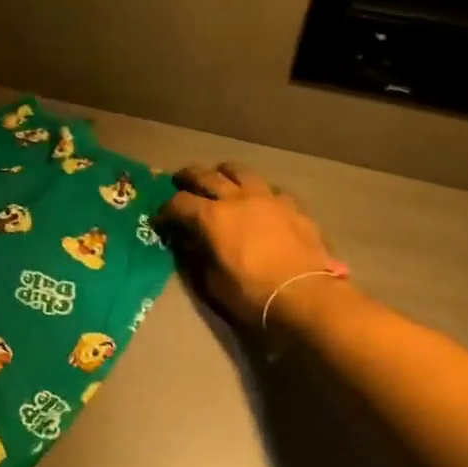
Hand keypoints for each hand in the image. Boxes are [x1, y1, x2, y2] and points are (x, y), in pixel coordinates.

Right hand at [158, 162, 343, 329]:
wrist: (306, 295)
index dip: (166, 210)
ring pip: (240, 171)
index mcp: (212, 217)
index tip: (161, 219)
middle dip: (188, 177)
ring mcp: (267, 197)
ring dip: (223, 172)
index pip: (179, 203)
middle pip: (206, 176)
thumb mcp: (213, 282)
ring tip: (219, 175)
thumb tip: (189, 243)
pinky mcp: (292, 205)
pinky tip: (258, 198)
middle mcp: (236, 198)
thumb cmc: (253, 294)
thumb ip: (197, 257)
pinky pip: (269, 187)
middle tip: (179, 180)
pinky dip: (256, 189)